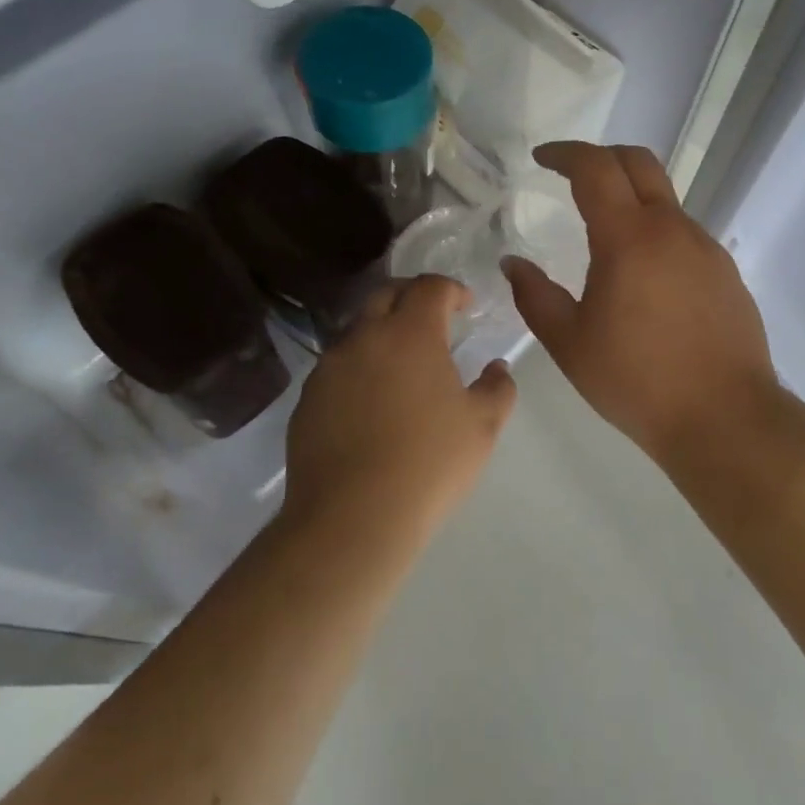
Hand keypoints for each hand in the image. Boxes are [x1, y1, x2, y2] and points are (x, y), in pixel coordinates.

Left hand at [283, 276, 516, 544]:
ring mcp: (329, 366)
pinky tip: (370, 401)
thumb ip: (497, 387)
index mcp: (410, 333)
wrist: (352, 517)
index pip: (430, 287)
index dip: (452, 289)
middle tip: (432, 318)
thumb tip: (496, 367)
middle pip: (386, 294)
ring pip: (357, 329)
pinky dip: (358, 367)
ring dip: (381, 331)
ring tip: (400, 361)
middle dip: (412, 297)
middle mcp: (365, 337)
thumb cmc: (429, 464)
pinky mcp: (307, 398)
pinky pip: (336, 366)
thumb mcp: (482, 426)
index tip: (466, 305)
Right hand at [502, 142, 779, 460]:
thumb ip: (534, 296)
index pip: (595, 168)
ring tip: (605, 236)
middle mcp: (672, 229)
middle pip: (639, 162)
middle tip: (572, 175)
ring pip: (664, 200)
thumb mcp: (570, 343)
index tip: (542, 158)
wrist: (724, 418)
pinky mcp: (726, 271)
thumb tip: (512, 262)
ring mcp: (706, 248)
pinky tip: (644, 277)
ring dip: (631, 198)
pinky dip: (656, 232)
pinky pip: (684, 234)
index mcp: (629, 238)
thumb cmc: (636, 381)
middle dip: (601, 157)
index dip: (565, 153)